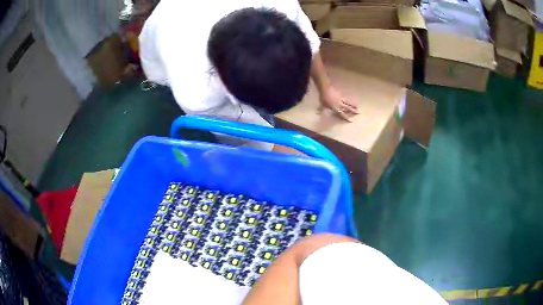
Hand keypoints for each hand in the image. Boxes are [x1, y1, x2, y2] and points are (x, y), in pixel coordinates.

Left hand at [318, 86, 358, 121]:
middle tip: (358, 113)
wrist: (326, 90)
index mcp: (335, 108)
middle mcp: (339, 105)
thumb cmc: (324, 98)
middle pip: (347, 108)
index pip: (342, 114)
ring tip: (357, 107)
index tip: (351, 120)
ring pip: (348, 103)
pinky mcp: (341, 96)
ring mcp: (341, 100)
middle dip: (353, 111)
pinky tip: (353, 99)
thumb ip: (322, 110)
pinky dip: (349, 99)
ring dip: (353, 105)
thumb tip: (319, 113)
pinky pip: (346, 98)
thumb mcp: (322, 105)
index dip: (346, 118)